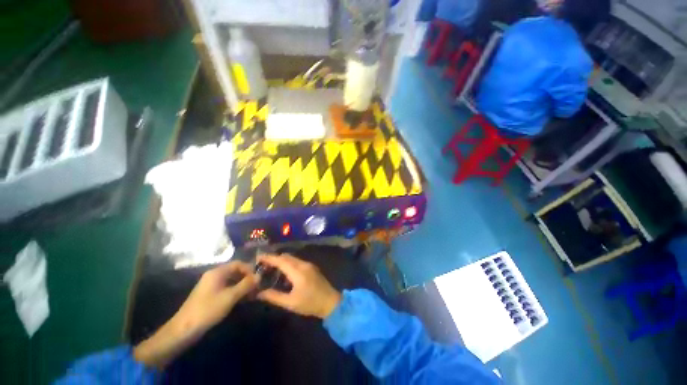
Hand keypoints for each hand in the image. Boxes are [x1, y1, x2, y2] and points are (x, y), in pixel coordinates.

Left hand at [172, 261, 256, 334]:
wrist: (184, 329)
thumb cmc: (208, 309)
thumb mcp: (230, 296)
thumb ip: (246, 285)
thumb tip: (259, 276)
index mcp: (218, 272)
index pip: (238, 264)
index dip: (250, 270)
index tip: (258, 279)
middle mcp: (214, 275)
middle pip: (236, 272)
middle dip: (248, 279)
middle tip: (257, 288)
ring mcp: (211, 286)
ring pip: (232, 281)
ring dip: (243, 287)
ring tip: (253, 295)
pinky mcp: (210, 295)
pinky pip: (227, 289)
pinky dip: (236, 292)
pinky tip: (243, 300)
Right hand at [256, 254, 341, 318]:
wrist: (330, 302)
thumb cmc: (310, 303)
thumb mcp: (290, 303)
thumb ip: (274, 296)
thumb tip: (259, 293)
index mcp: (298, 271)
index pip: (281, 260)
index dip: (269, 258)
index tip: (258, 257)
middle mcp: (303, 264)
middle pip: (286, 257)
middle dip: (274, 258)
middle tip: (262, 265)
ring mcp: (309, 265)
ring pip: (292, 258)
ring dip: (281, 261)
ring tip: (270, 268)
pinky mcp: (312, 267)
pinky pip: (297, 262)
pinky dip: (288, 263)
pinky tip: (283, 272)